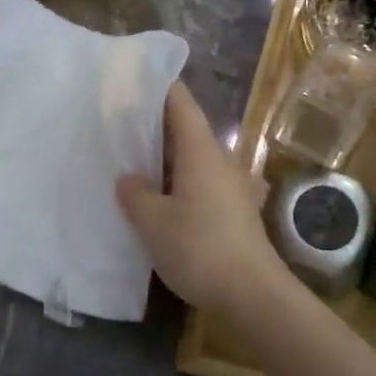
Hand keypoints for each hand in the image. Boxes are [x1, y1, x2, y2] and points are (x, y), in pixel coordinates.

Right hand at [116, 83, 291, 315]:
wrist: (252, 293)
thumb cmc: (199, 248)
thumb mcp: (154, 223)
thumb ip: (136, 195)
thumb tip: (129, 179)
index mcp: (202, 151)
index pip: (181, 104)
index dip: (160, 89)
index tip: (135, 82)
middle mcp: (222, 160)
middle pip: (188, 130)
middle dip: (157, 127)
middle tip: (122, 128)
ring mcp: (235, 185)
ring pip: (198, 159)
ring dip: (171, 158)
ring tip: (139, 164)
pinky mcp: (239, 210)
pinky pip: (207, 183)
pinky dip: (186, 183)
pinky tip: (169, 200)